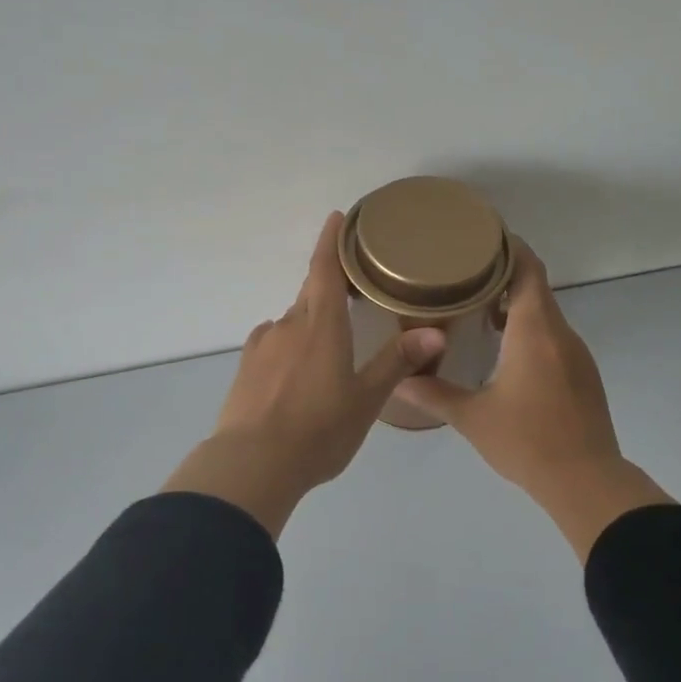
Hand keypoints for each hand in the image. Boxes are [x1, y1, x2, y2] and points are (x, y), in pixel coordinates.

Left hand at [163, 212, 446, 538]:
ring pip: (291, 321)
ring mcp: (262, 346)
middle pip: (310, 293)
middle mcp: (288, 325)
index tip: (336, 217)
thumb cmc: (319, 431)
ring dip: (309, 322)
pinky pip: (272, 344)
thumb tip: (435, 332)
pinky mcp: (245, 368)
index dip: (331, 241)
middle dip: (328, 284)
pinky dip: (288, 345)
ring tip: (327, 344)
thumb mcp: (365, 400)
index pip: (325, 270)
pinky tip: (294, 368)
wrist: (252, 463)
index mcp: (321, 326)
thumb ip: (397, 363)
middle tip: (350, 289)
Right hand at [395, 241, 670, 559]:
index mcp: (536, 332)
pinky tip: (503, 348)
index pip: (528, 270)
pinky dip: (529, 329)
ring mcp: (576, 355)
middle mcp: (561, 334)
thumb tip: (397, 379)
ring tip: (476, 306)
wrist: (586, 482)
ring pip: (546, 313)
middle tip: (463, 272)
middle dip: (503, 275)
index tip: (481, 237)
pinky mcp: (582, 375)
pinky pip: (553, 336)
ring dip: (516, 304)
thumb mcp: (472, 418)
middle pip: (536, 287)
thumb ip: (433, 392)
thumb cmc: (527, 442)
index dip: (509, 248)